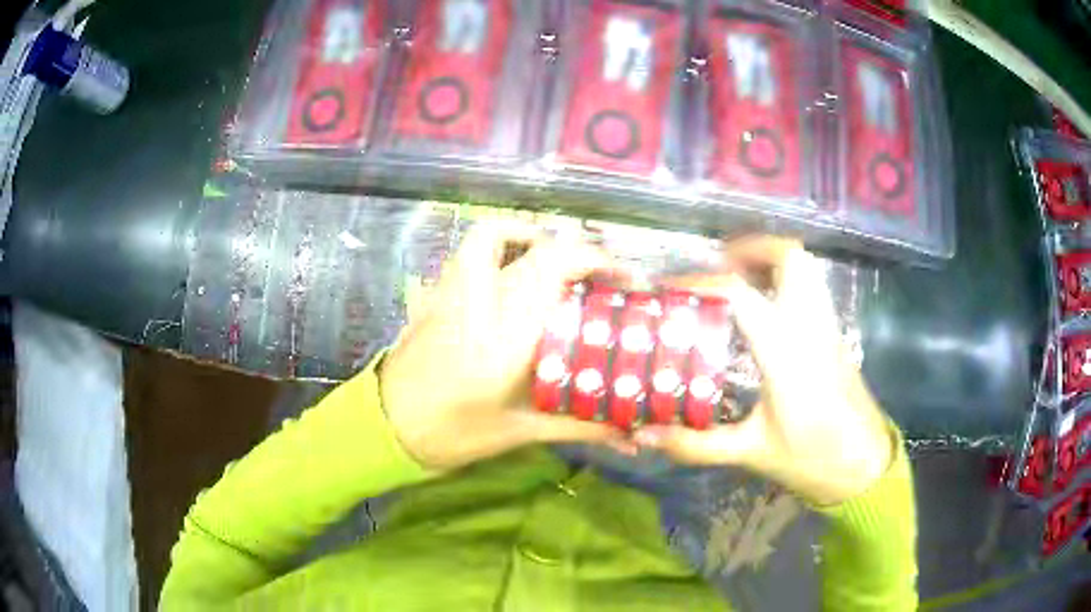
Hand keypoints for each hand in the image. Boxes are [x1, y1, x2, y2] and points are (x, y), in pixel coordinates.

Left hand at [379, 221, 629, 470]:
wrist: (387, 425)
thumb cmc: (453, 433)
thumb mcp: (520, 432)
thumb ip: (580, 426)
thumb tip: (631, 435)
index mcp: (506, 336)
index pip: (557, 271)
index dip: (600, 263)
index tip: (627, 281)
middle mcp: (481, 299)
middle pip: (539, 249)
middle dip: (582, 252)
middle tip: (602, 277)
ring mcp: (453, 289)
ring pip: (494, 234)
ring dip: (534, 235)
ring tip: (557, 259)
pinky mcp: (435, 292)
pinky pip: (468, 249)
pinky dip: (497, 242)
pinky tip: (512, 267)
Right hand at [634, 237, 894, 505]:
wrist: (864, 466)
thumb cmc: (812, 459)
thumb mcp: (751, 452)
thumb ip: (696, 444)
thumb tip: (645, 436)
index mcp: (785, 353)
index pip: (741, 294)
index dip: (701, 282)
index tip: (669, 287)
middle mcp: (809, 326)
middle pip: (790, 257)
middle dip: (751, 248)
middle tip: (718, 266)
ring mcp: (827, 326)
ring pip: (807, 266)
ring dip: (771, 259)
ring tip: (739, 278)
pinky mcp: (835, 335)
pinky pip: (811, 286)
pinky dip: (786, 279)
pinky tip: (765, 307)